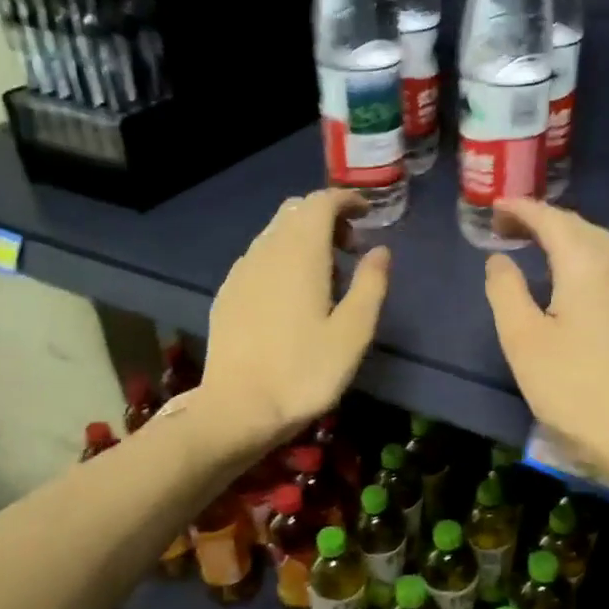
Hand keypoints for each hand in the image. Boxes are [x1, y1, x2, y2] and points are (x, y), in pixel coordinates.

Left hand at [199, 190, 390, 449]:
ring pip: (274, 234)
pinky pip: (259, 259)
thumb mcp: (353, 333)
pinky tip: (291, 296)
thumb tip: (380, 251)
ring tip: (325, 277)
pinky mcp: (227, 294)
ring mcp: (241, 271)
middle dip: (325, 218)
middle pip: (294, 212)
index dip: (346, 200)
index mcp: (300, 253)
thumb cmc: (305, 372)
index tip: (367, 214)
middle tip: (350, 248)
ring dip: (303, 240)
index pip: (320, 202)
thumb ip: (370, 285)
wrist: (238, 408)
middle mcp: (266, 251)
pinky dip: (281, 259)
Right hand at [483, 199, 608, 482]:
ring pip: (594, 243)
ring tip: (529, 242)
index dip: (521, 209)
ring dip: (561, 234)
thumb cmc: (569, 385)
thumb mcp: (521, 338)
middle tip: (504, 225)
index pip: (552, 220)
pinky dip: (577, 253)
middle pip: (576, 225)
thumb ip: (505, 290)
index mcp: (585, 266)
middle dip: (540, 218)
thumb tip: (499, 259)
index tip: (493, 207)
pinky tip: (562, 272)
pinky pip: (603, 262)